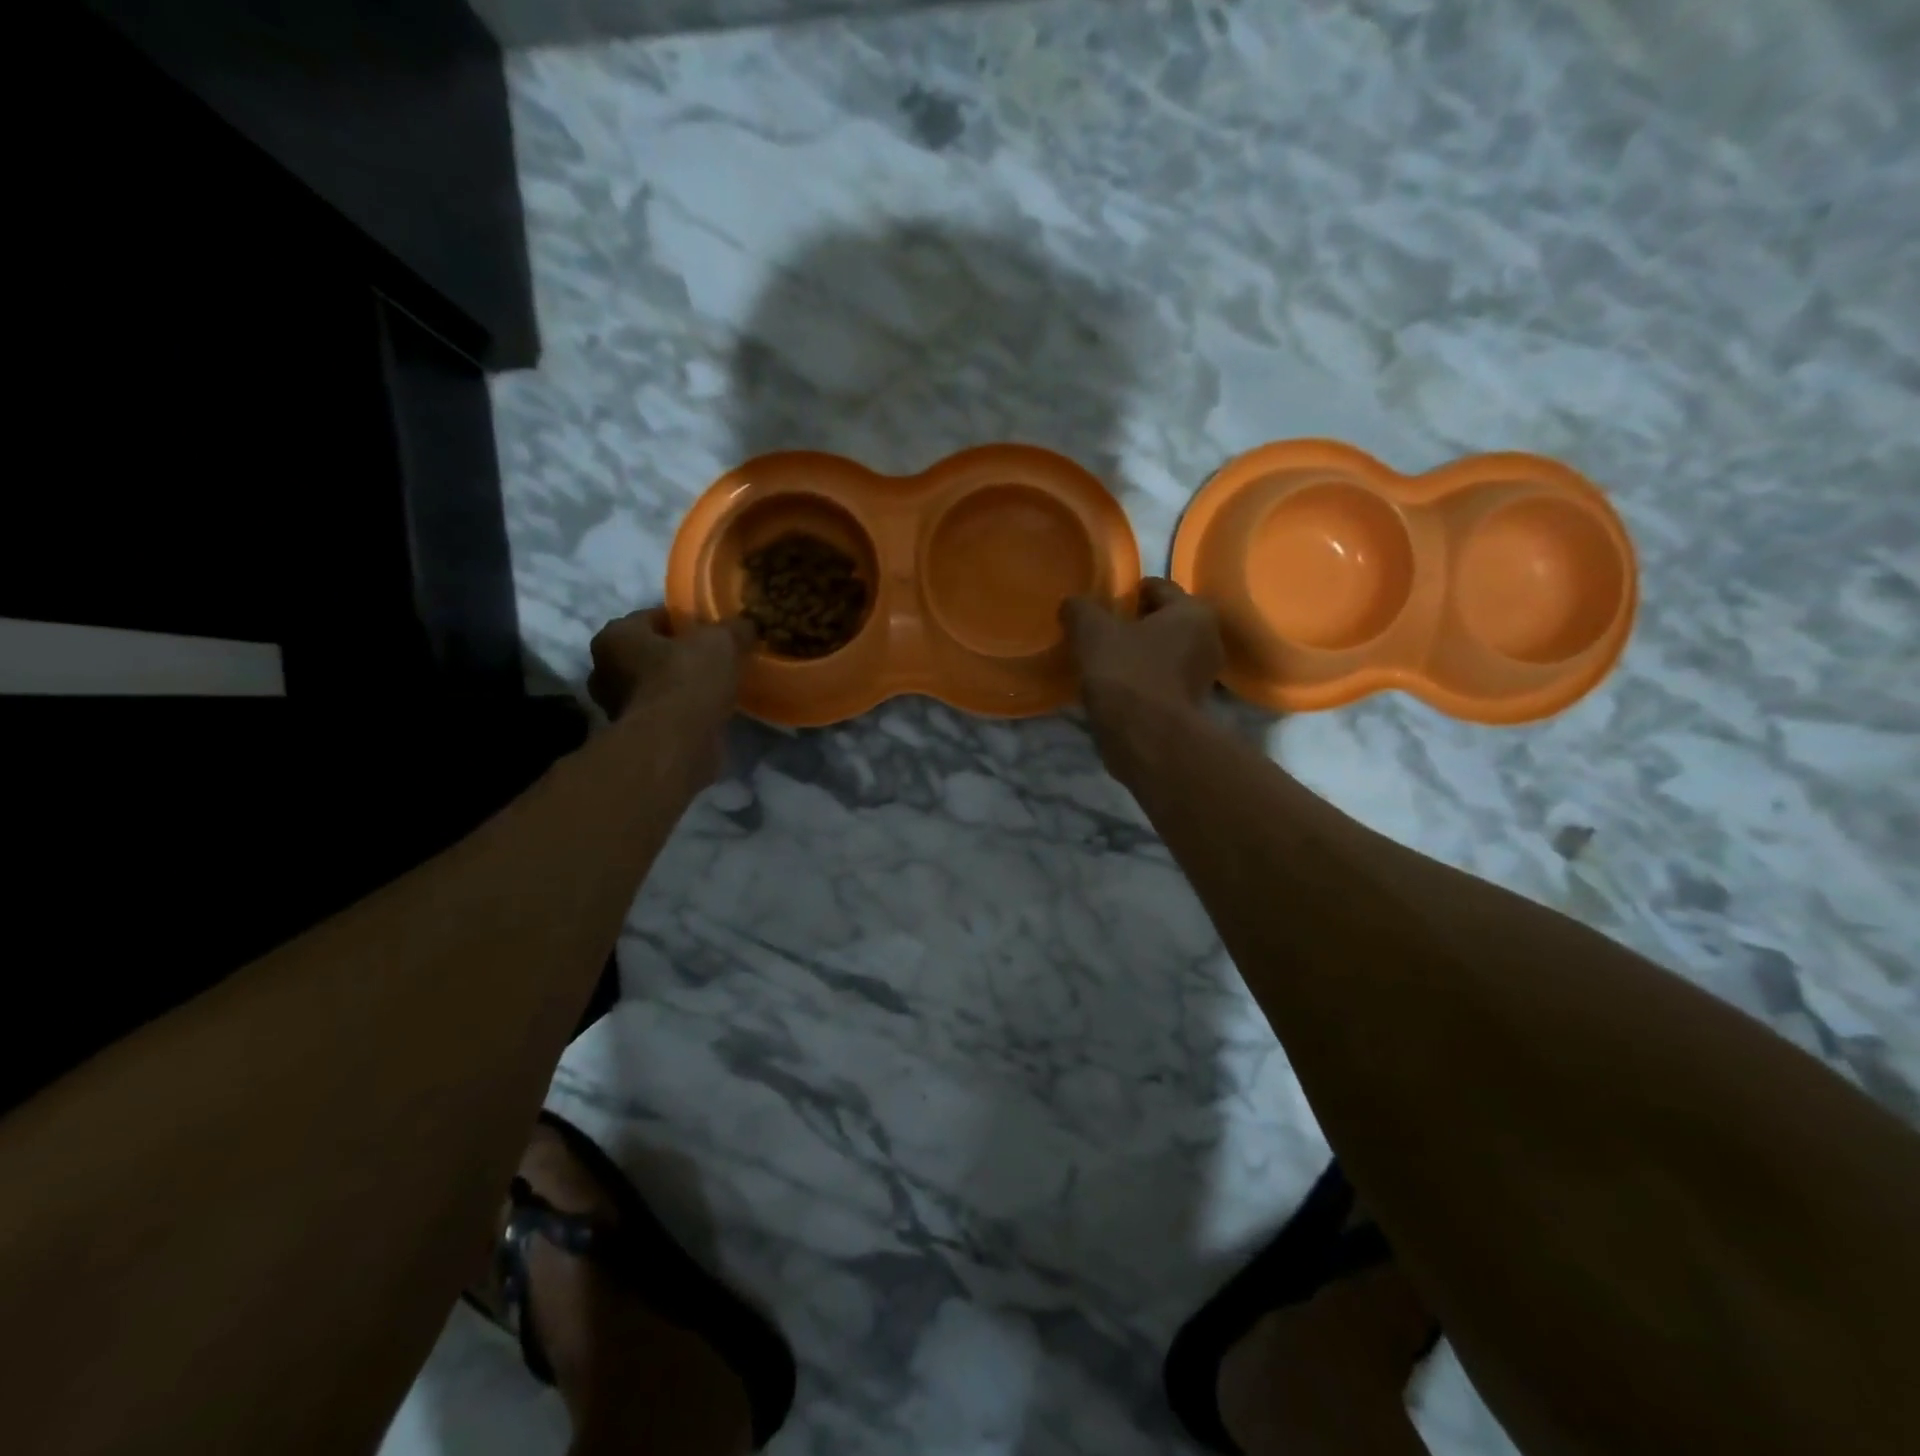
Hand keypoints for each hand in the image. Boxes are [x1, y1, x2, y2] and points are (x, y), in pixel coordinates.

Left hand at [587, 609, 753, 724]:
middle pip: (650, 653)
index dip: (686, 622)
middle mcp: (604, 670)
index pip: (653, 617)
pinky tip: (709, 712)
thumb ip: (734, 629)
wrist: (676, 743)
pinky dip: (682, 712)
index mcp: (615, 636)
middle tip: (713, 659)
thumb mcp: (721, 641)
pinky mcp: (636, 736)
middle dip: (678, 656)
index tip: (713, 632)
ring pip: (656, 686)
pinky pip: (663, 713)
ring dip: (680, 686)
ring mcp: (616, 707)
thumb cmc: (687, 679)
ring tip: (716, 687)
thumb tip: (748, 625)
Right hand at [1060, 578, 1223, 716]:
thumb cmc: (1126, 672)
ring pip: (1163, 654)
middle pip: (1164, 622)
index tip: (1104, 604)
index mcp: (1193, 612)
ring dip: (1139, 656)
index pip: (1158, 587)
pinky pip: (1161, 682)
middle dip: (1136, 625)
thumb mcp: (1092, 631)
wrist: (1146, 739)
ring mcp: (1202, 678)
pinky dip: (1142, 682)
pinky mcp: (1189, 708)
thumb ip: (1080, 609)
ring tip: (1105, 663)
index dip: (1128, 592)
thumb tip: (1073, 605)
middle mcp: (1207, 640)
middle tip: (1103, 633)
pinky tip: (1116, 689)